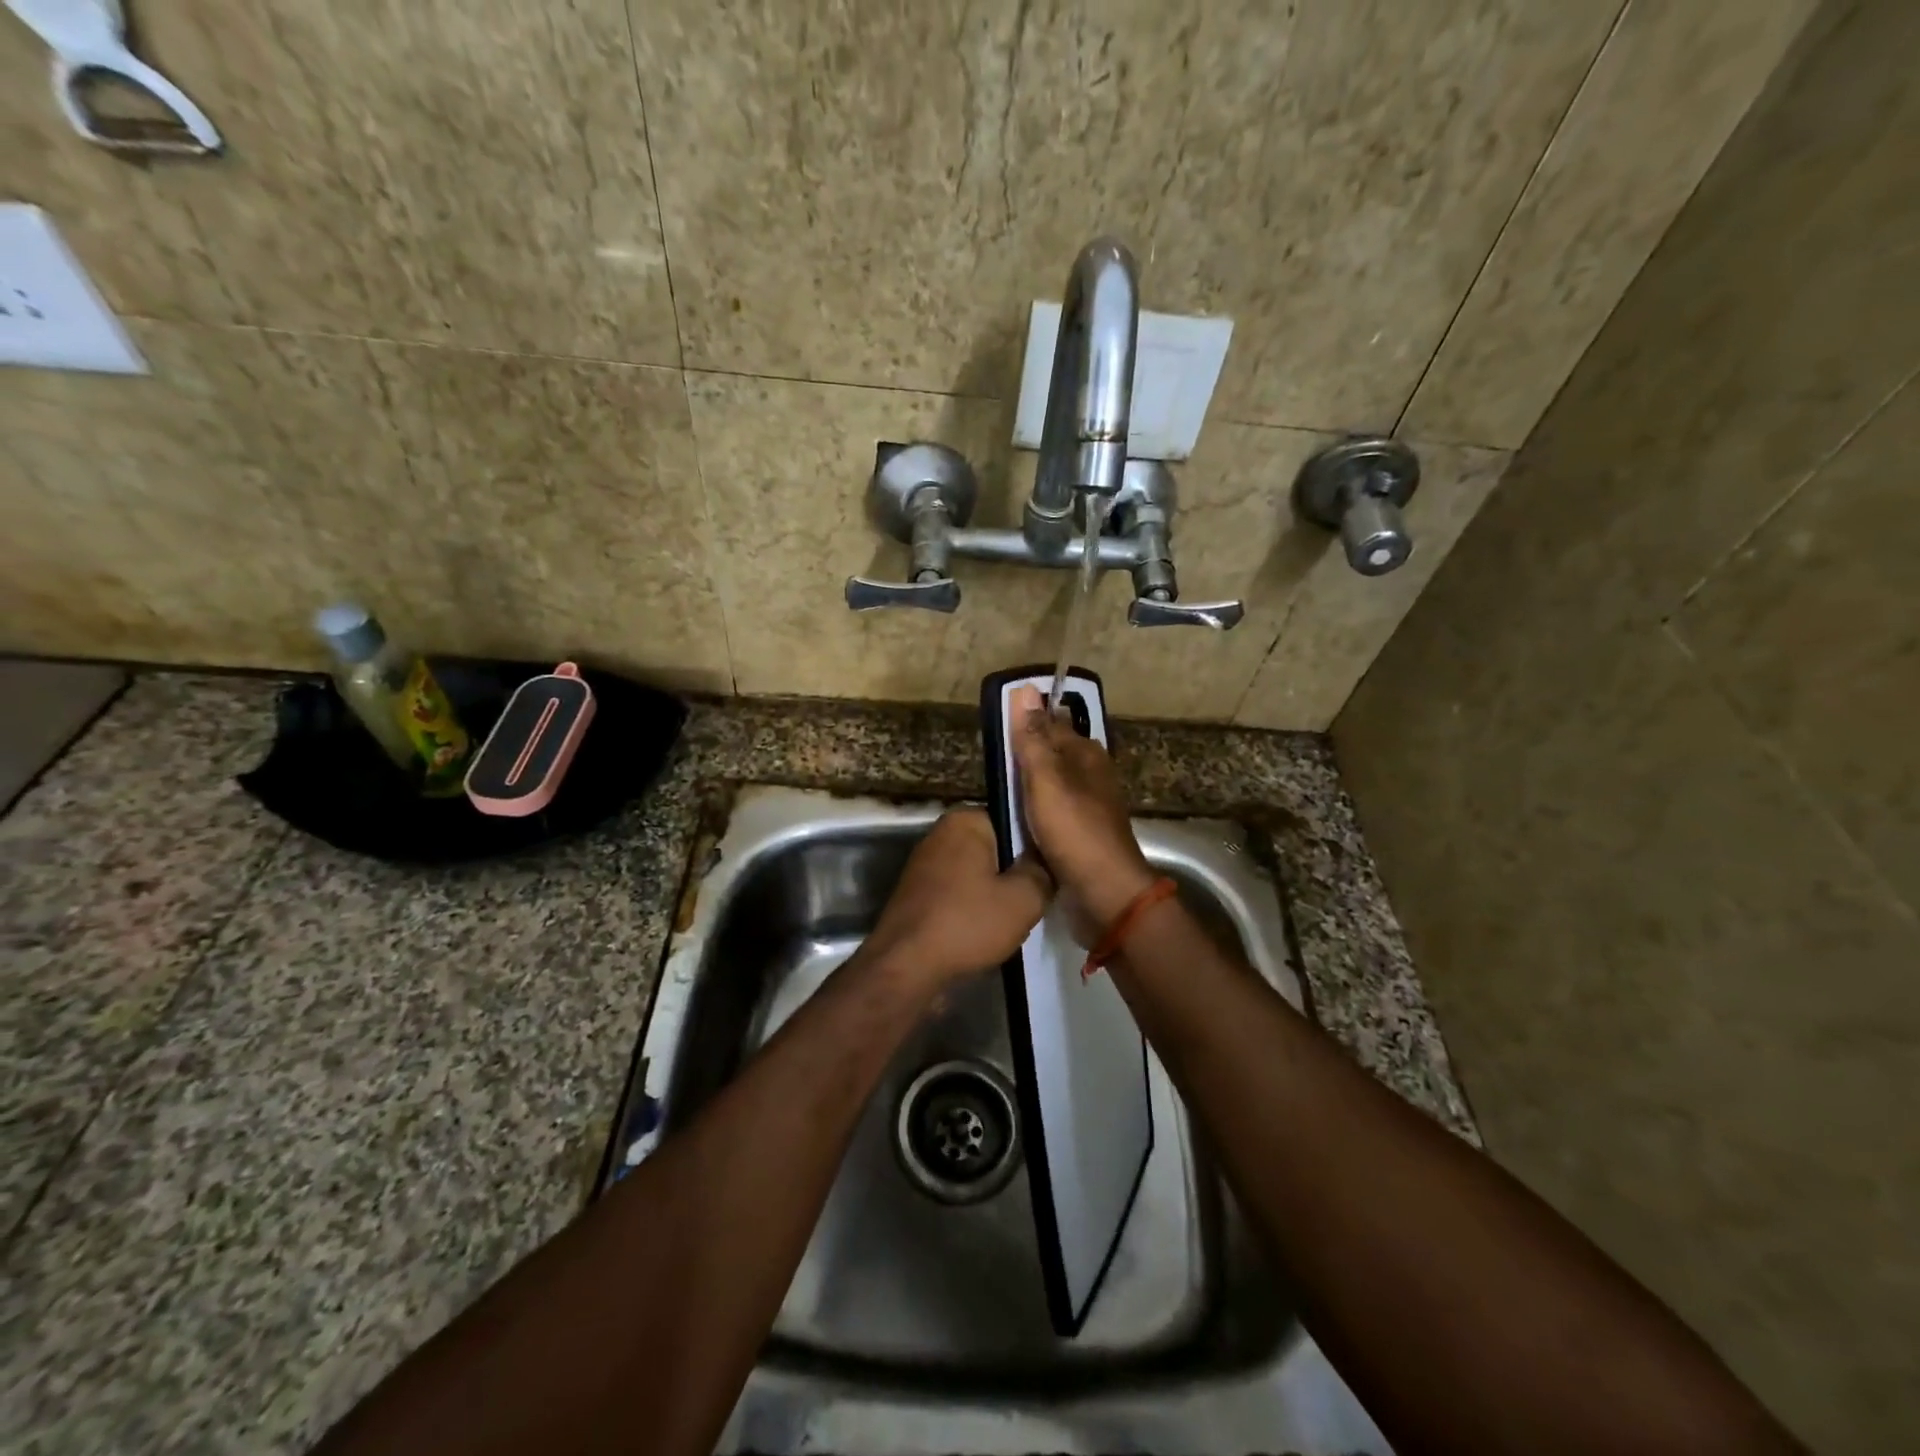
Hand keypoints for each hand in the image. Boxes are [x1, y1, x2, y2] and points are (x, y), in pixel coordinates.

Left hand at [861, 808, 1051, 990]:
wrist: (906, 968)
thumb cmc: (967, 923)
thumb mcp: (1023, 899)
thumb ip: (1043, 873)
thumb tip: (1046, 862)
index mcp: (965, 820)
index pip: (1013, 819)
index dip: (1037, 844)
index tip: (1053, 868)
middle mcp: (941, 834)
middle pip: (996, 848)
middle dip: (1016, 872)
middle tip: (1039, 897)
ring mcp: (926, 866)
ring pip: (978, 874)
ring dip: (996, 895)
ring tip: (1017, 919)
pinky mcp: (919, 895)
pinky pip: (959, 894)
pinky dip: (974, 910)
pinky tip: (989, 933)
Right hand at [1008, 684, 1155, 928]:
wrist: (1105, 892)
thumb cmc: (1074, 830)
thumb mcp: (1047, 779)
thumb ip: (1033, 738)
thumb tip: (1025, 689)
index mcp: (1087, 754)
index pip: (1051, 723)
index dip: (1025, 721)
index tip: (996, 724)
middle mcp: (1091, 775)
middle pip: (1052, 754)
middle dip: (1026, 753)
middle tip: (990, 759)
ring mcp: (1088, 807)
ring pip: (1051, 785)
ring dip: (1028, 785)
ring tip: (995, 788)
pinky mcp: (1081, 834)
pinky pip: (1051, 812)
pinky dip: (1034, 811)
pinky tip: (1015, 818)